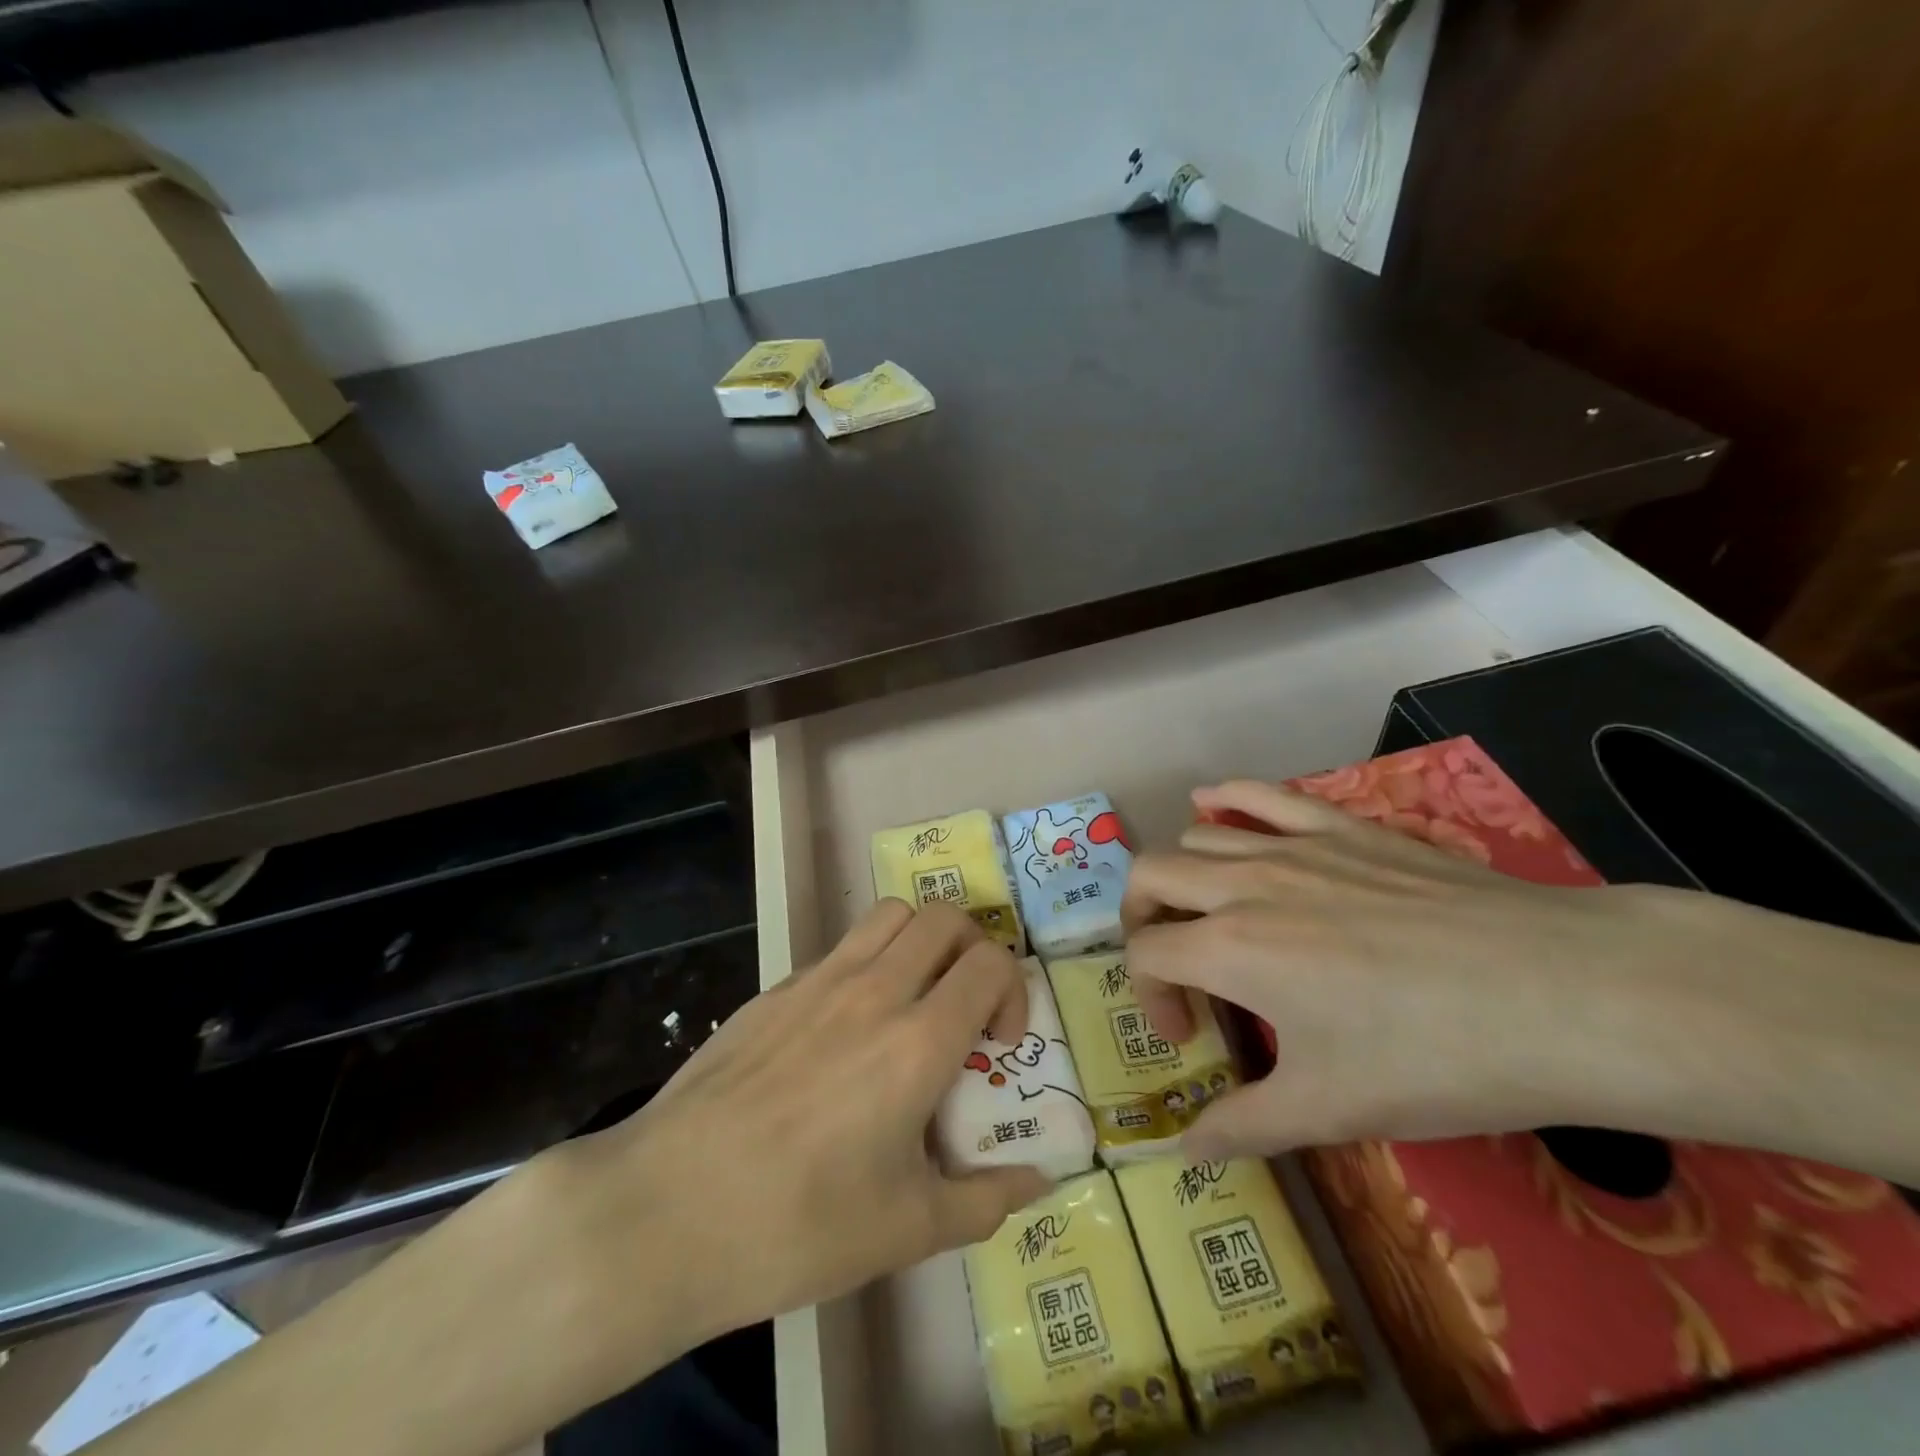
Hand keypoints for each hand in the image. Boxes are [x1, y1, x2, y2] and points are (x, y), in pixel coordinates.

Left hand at [546, 899, 1050, 1355]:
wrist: (666, 1210)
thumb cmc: (796, 1224)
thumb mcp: (906, 1230)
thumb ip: (986, 1200)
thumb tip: (1039, 1181)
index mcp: (916, 1040)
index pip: (991, 964)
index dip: (1013, 992)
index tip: (998, 1045)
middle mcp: (873, 990)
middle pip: (945, 919)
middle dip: (973, 950)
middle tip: (965, 1006)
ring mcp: (818, 981)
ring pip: (890, 915)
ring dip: (920, 941)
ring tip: (913, 1000)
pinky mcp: (774, 989)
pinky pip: (839, 949)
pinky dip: (867, 965)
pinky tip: (844, 1032)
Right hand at [1120, 779, 1742, 1159]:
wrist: (1562, 994)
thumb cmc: (1436, 1058)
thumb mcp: (1332, 1109)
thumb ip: (1244, 1125)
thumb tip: (1183, 1151)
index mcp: (1230, 950)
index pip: (1146, 954)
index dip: (1148, 995)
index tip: (1189, 1037)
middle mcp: (1244, 885)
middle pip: (1150, 876)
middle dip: (1142, 920)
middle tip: (1177, 965)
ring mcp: (1293, 846)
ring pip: (1197, 836)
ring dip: (1184, 875)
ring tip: (1211, 913)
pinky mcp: (1341, 826)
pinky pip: (1261, 794)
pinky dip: (1226, 798)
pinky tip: (1213, 803)